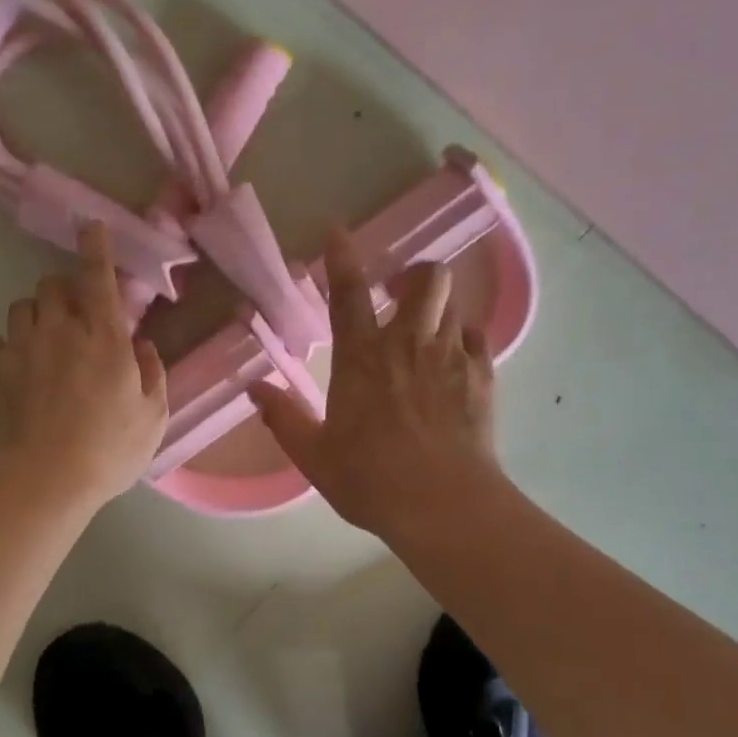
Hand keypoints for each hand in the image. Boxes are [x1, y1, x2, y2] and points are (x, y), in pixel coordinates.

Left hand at [0, 224, 167, 510]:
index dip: (96, 248)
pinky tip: (15, 369)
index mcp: (105, 338)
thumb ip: (153, 374)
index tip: (91, 227)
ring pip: (22, 307)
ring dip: (36, 316)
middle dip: (65, 292)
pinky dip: (6, 348)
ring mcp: (21, 347)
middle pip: (53, 285)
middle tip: (75, 318)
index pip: (99, 278)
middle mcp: (61, 330)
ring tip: (43, 344)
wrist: (42, 480)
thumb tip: (143, 346)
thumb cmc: (108, 451)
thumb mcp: (153, 418)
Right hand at [249, 230, 498, 539]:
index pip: (348, 293)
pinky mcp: (482, 377)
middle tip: (400, 294)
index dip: (342, 258)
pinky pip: (478, 337)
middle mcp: (407, 344)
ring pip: (452, 302)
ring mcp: (450, 357)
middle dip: (414, 275)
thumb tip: (255, 388)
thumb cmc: (370, 479)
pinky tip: (456, 357)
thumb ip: (284, 418)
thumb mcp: (314, 455)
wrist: (443, 506)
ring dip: (437, 307)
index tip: (338, 231)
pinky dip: (465, 337)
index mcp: (361, 358)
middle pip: (425, 279)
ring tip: (426, 330)